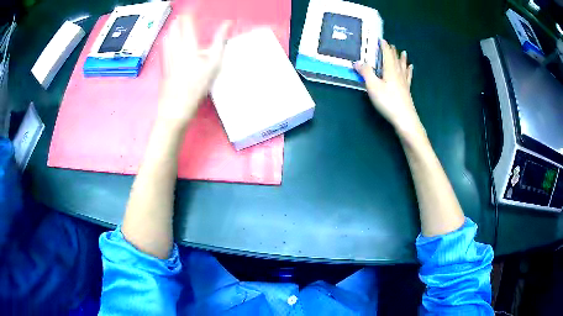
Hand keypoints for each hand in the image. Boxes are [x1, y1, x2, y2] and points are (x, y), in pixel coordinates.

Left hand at [158, 15, 230, 129]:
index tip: (194, 6)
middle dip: (180, 18)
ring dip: (172, 27)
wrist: (176, 106)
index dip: (190, 12)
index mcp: (188, 43)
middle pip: (175, 27)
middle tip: (185, 14)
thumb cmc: (197, 85)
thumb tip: (228, 23)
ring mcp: (167, 56)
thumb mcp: (214, 62)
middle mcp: (175, 47)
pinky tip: (166, 39)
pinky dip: (166, 39)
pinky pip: (163, 47)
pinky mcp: (163, 65)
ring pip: (168, 36)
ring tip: (176, 22)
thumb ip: (220, 40)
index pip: (187, 21)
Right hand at [354, 40, 422, 139]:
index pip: (387, 54)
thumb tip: (357, 61)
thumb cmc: (388, 101)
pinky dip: (409, 71)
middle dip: (392, 51)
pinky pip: (408, 77)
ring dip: (402, 59)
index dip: (384, 46)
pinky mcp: (407, 90)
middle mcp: (398, 73)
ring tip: (403, 52)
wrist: (405, 119)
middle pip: (395, 59)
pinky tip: (411, 68)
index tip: (381, 39)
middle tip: (390, 44)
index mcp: (390, 70)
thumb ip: (366, 72)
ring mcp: (404, 82)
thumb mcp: (373, 86)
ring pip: (403, 67)